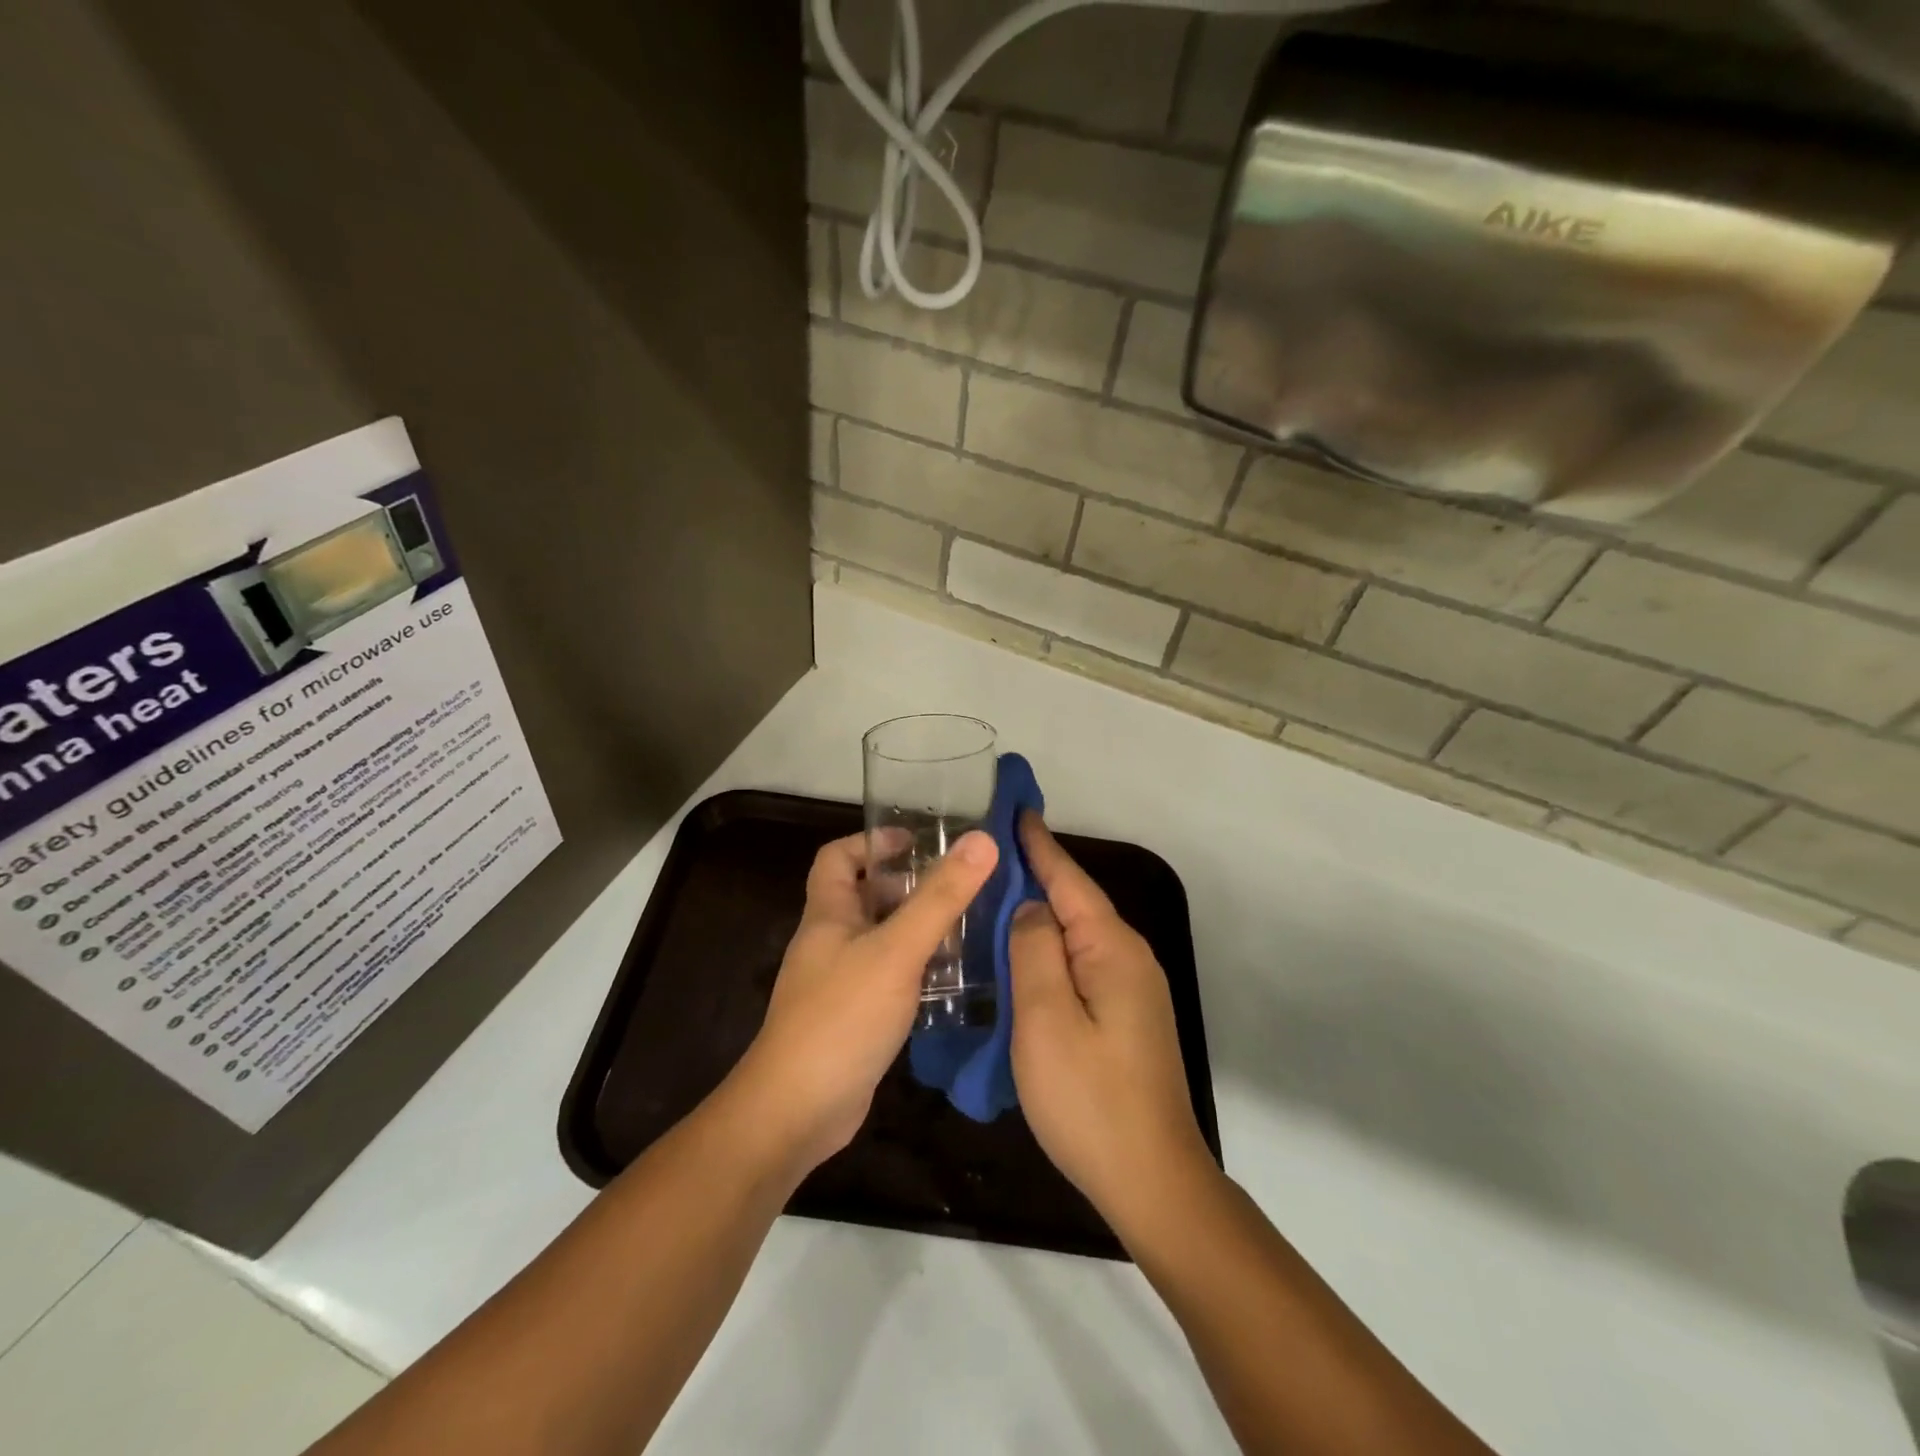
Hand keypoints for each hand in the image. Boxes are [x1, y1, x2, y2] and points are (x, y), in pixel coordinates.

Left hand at [727, 828, 998, 1176]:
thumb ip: (940, 897)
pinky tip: (949, 979)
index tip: (915, 841)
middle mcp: (829, 942)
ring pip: (880, 939)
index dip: (872, 842)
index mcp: (828, 914)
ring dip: (916, 929)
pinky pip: (887, 978)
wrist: (796, 1111)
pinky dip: (915, 970)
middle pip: (864, 897)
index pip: (838, 858)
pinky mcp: (853, 1019)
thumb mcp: (897, 950)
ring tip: (966, 926)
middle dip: (907, 886)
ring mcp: (839, 983)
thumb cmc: (842, 1017)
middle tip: (957, 886)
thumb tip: (981, 840)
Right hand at [1009, 814, 1214, 1235]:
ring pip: (1076, 936)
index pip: (1068, 880)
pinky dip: (1049, 950)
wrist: (1151, 1180)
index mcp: (1112, 948)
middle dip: (1035, 873)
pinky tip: (1021, 955)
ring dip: (1039, 913)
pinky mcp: (1125, 1016)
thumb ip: (1034, 950)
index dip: (1038, 845)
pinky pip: (1080, 965)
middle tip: (988, 851)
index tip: (1014, 808)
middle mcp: (1129, 958)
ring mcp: (1131, 989)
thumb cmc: (1090, 1098)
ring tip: (995, 894)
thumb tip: (1031, 907)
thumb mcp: (1045, 1018)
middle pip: (1075, 902)